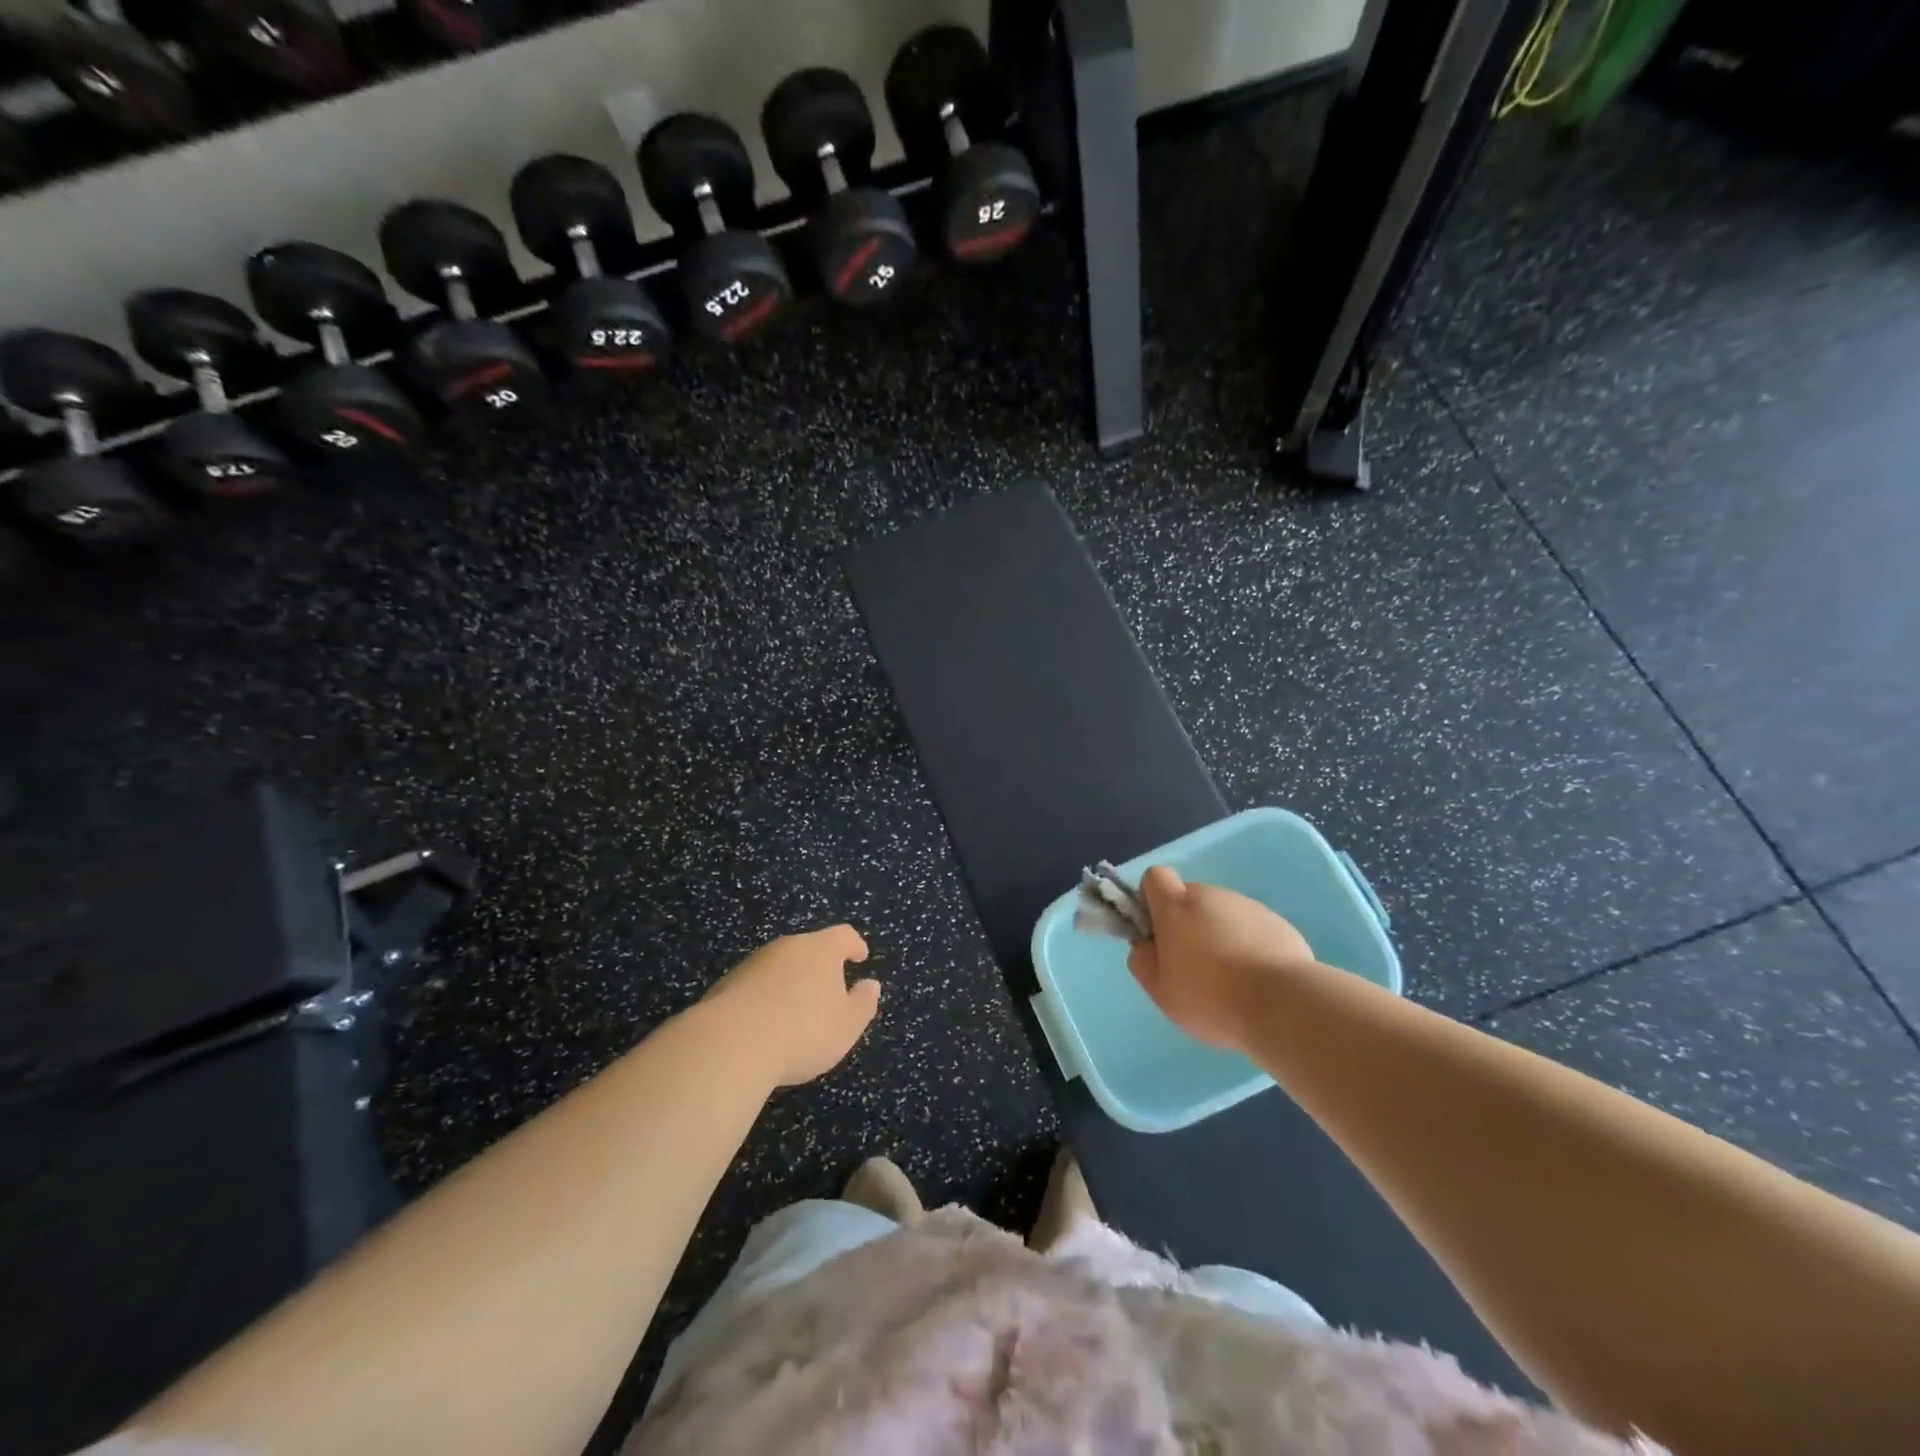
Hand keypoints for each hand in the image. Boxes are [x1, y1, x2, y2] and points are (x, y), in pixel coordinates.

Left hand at [706, 926, 880, 1086]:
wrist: (730, 1044)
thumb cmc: (802, 1032)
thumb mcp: (847, 1025)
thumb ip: (863, 1003)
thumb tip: (870, 984)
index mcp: (821, 949)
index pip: (844, 935)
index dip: (855, 945)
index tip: (860, 957)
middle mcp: (787, 947)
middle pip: (810, 948)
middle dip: (821, 966)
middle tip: (829, 991)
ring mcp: (754, 963)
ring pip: (781, 966)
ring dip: (791, 982)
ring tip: (796, 1013)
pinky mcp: (727, 984)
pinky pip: (757, 985)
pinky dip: (766, 998)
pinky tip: (765, 1025)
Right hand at [1127, 867, 1314, 1055]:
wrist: (1283, 1005)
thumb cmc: (1210, 997)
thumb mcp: (1161, 991)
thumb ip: (1143, 962)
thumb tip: (1145, 946)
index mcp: (1176, 906)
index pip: (1155, 877)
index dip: (1151, 898)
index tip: (1157, 931)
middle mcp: (1211, 896)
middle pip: (1190, 897)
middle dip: (1187, 923)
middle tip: (1194, 964)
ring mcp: (1248, 906)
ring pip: (1222, 913)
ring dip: (1219, 934)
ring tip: (1231, 978)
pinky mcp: (1278, 923)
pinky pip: (1252, 928)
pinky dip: (1249, 945)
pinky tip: (1257, 980)